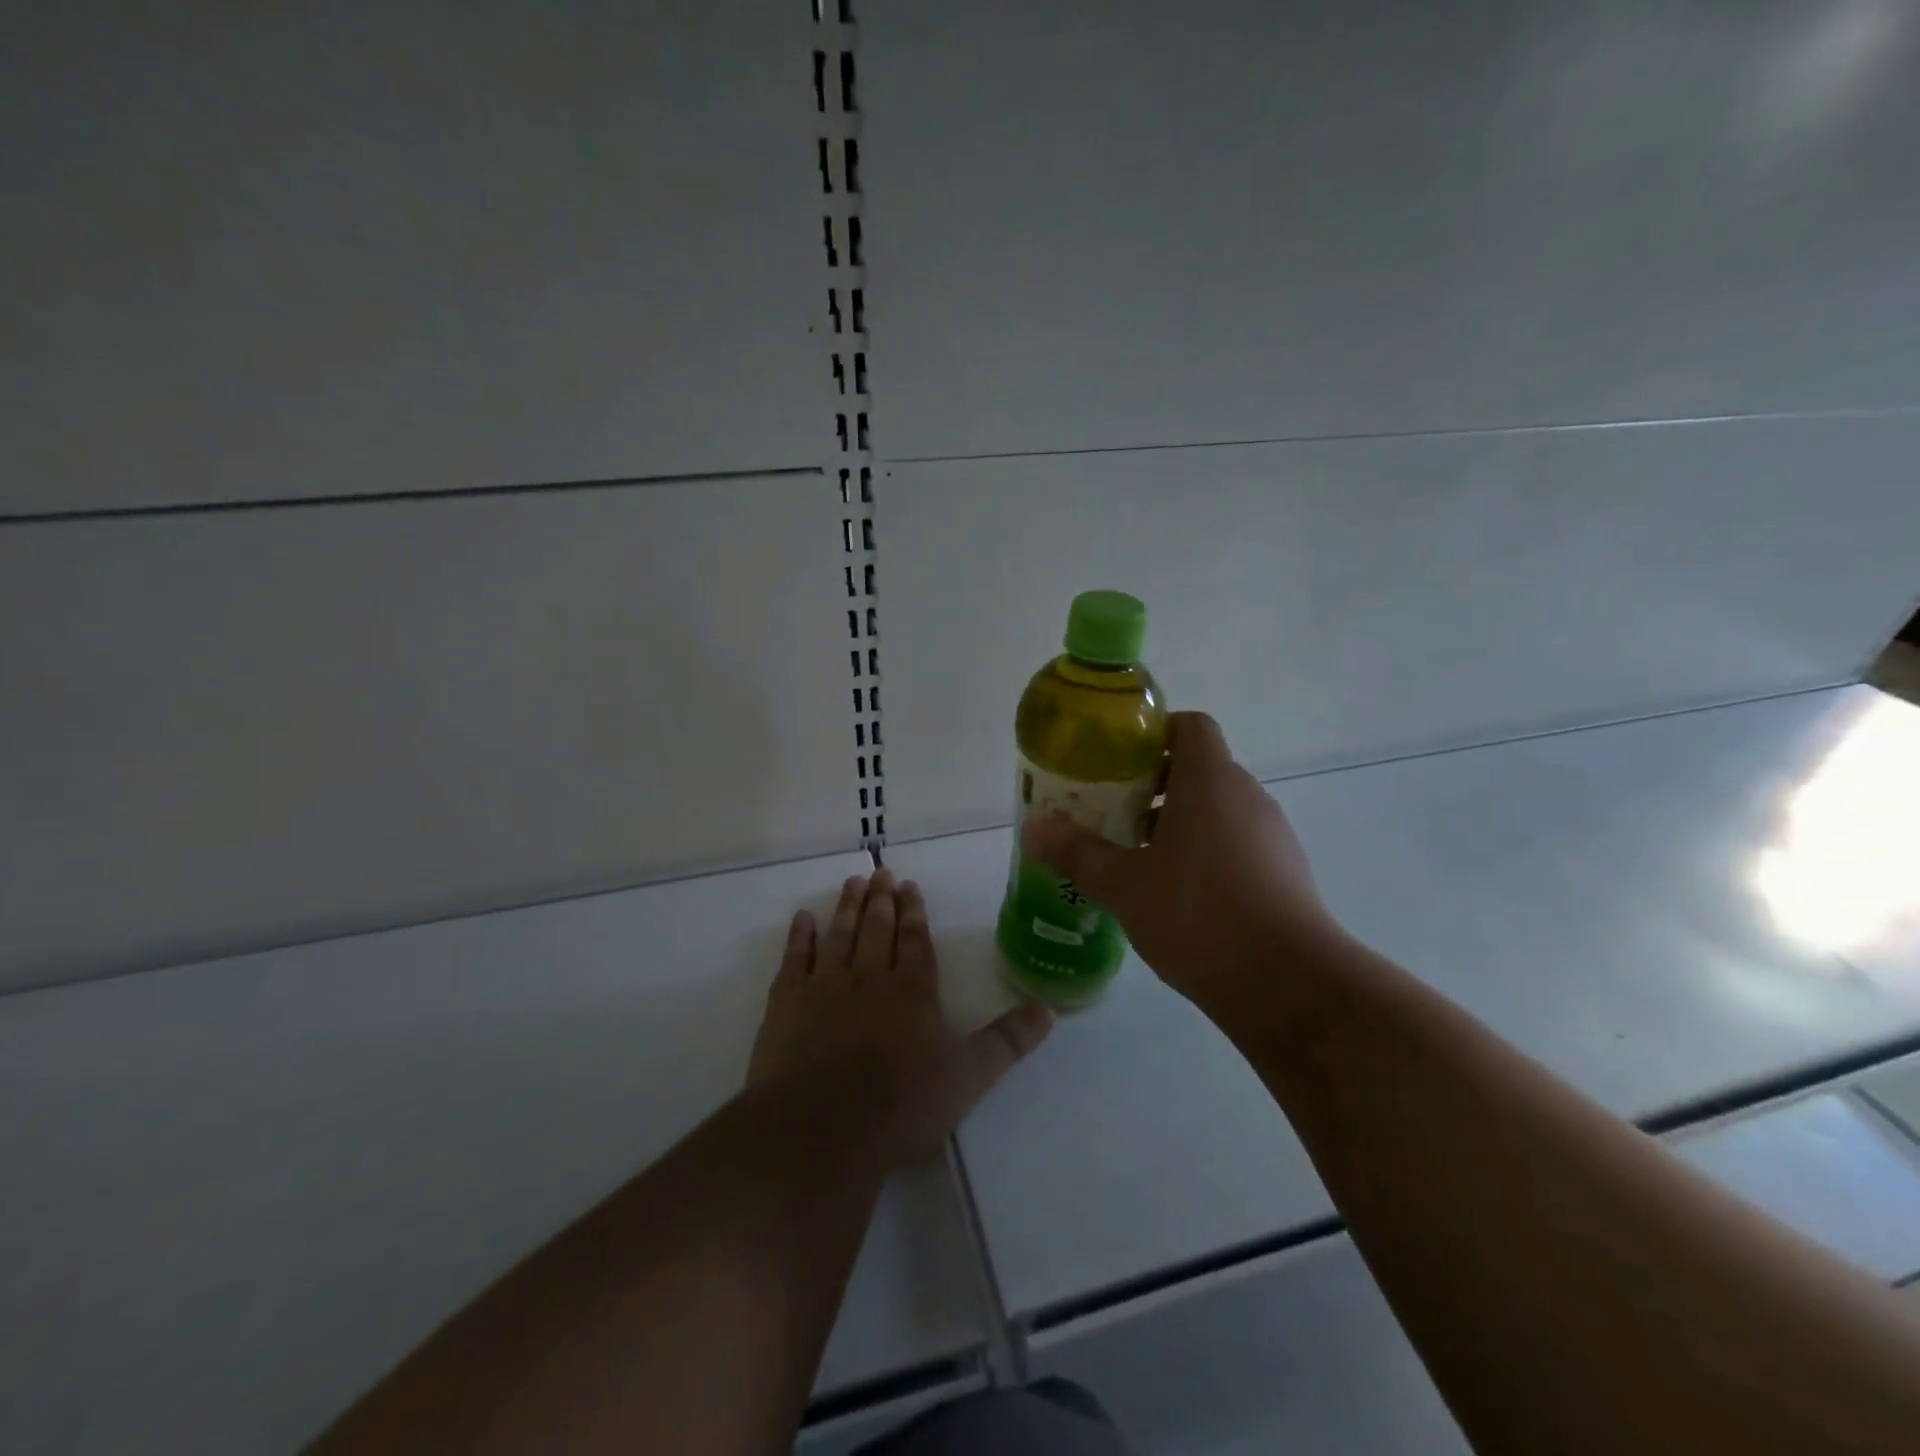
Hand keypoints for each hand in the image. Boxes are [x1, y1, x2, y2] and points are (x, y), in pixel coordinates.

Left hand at [748, 870, 1053, 1164]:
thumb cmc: (902, 1103)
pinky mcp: (787, 1003)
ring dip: (847, 907)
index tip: (909, 886)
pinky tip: (802, 919)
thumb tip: (1049, 1010)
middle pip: (877, 929)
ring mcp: (825, 985)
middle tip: (880, 873)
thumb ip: (1007, 1041)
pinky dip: (800, 936)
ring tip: (852, 883)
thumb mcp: (969, 1076)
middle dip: (881, 899)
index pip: (915, 940)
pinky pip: (795, 958)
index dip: (913, 912)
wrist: (824, 1126)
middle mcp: (870, 976)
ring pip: (840, 934)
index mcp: (912, 990)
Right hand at [1023, 711, 1342, 1009]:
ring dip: (1176, 823)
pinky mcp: (1283, 874)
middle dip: (1151, 786)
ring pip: (1216, 810)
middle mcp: (1247, 796)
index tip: (1117, 763)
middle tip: (1110, 814)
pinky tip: (1175, 896)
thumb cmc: (1198, 914)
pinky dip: (1203, 854)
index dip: (1153, 734)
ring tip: (1135, 859)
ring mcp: (1271, 835)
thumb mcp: (1124, 884)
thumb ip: (1077, 852)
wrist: (1288, 984)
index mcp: (1210, 780)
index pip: (1189, 725)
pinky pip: (1235, 844)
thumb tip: (1033, 829)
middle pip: (1197, 769)